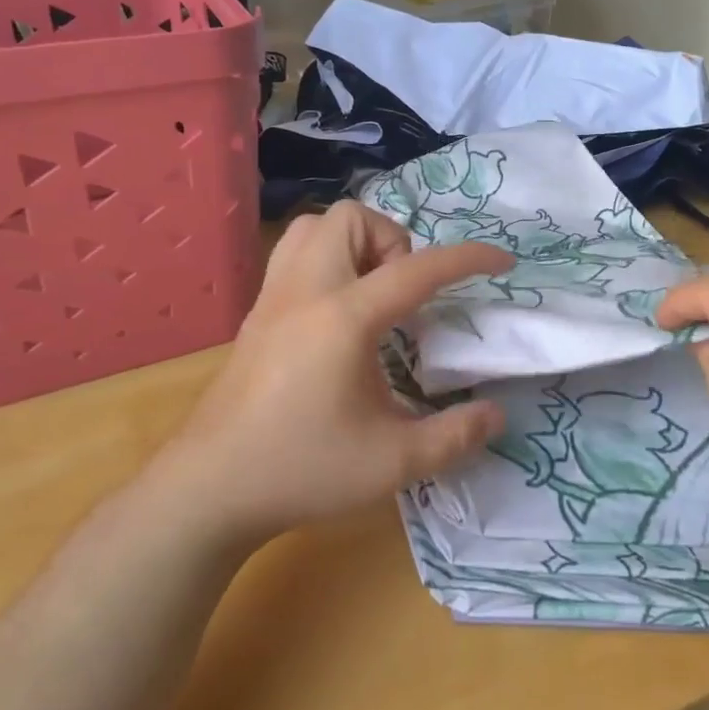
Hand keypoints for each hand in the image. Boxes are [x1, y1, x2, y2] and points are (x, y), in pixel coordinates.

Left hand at [150, 202, 512, 543]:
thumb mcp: (393, 463)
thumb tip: (496, 416)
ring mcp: (274, 299)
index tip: (502, 261)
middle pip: (352, 219)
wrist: (207, 490)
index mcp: (344, 318)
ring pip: (316, 227)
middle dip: (393, 241)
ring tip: (374, 294)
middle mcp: (306, 292)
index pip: (417, 269)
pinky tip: (340, 315)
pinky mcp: (256, 315)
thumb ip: (454, 436)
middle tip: (405, 295)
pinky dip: (328, 260)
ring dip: (356, 243)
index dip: (467, 258)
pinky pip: (294, 254)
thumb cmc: (302, 470)